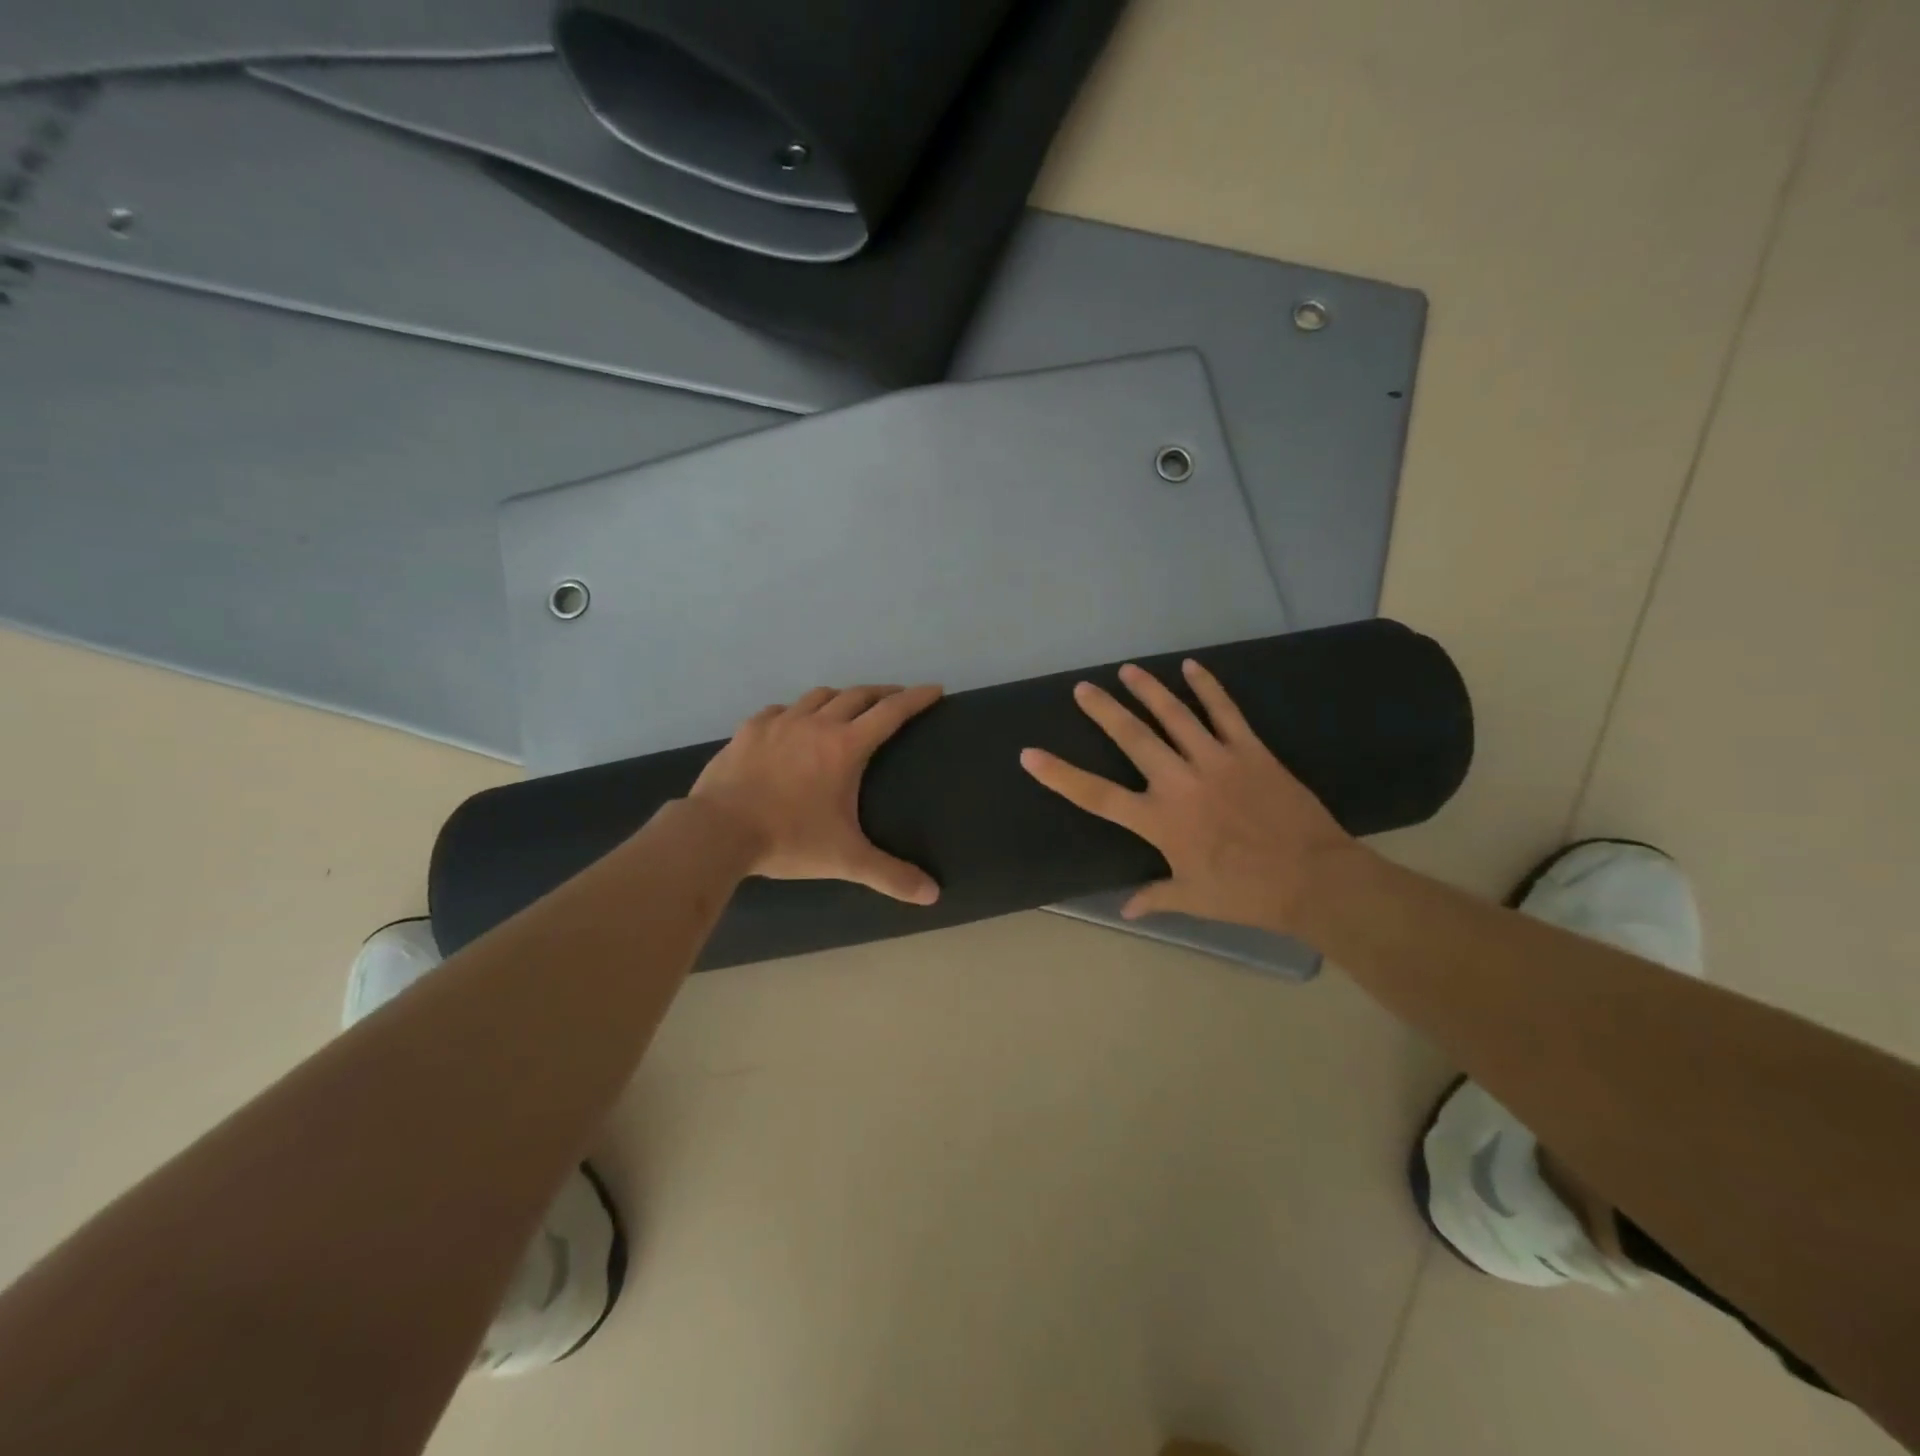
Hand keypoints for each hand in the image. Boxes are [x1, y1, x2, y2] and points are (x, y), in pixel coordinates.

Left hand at [690, 684, 943, 903]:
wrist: (718, 831)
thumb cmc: (789, 840)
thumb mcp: (845, 859)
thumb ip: (890, 876)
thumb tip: (933, 895)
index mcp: (845, 747)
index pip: (891, 712)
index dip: (916, 698)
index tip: (935, 688)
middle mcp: (816, 724)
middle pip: (858, 695)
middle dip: (882, 693)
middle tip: (896, 699)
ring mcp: (779, 723)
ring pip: (818, 696)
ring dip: (840, 698)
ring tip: (847, 708)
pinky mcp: (750, 729)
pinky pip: (781, 710)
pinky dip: (797, 712)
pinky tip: (793, 725)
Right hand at [1019, 659, 1359, 932]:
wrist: (1313, 879)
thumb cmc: (1246, 893)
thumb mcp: (1193, 899)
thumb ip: (1155, 898)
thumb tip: (1127, 909)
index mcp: (1160, 821)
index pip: (1097, 795)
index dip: (1060, 775)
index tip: (1030, 755)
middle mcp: (1180, 782)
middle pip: (1133, 738)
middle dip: (1104, 710)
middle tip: (1083, 688)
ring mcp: (1216, 761)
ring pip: (1174, 716)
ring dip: (1148, 690)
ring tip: (1127, 670)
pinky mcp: (1251, 751)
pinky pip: (1225, 711)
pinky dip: (1208, 687)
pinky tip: (1192, 666)